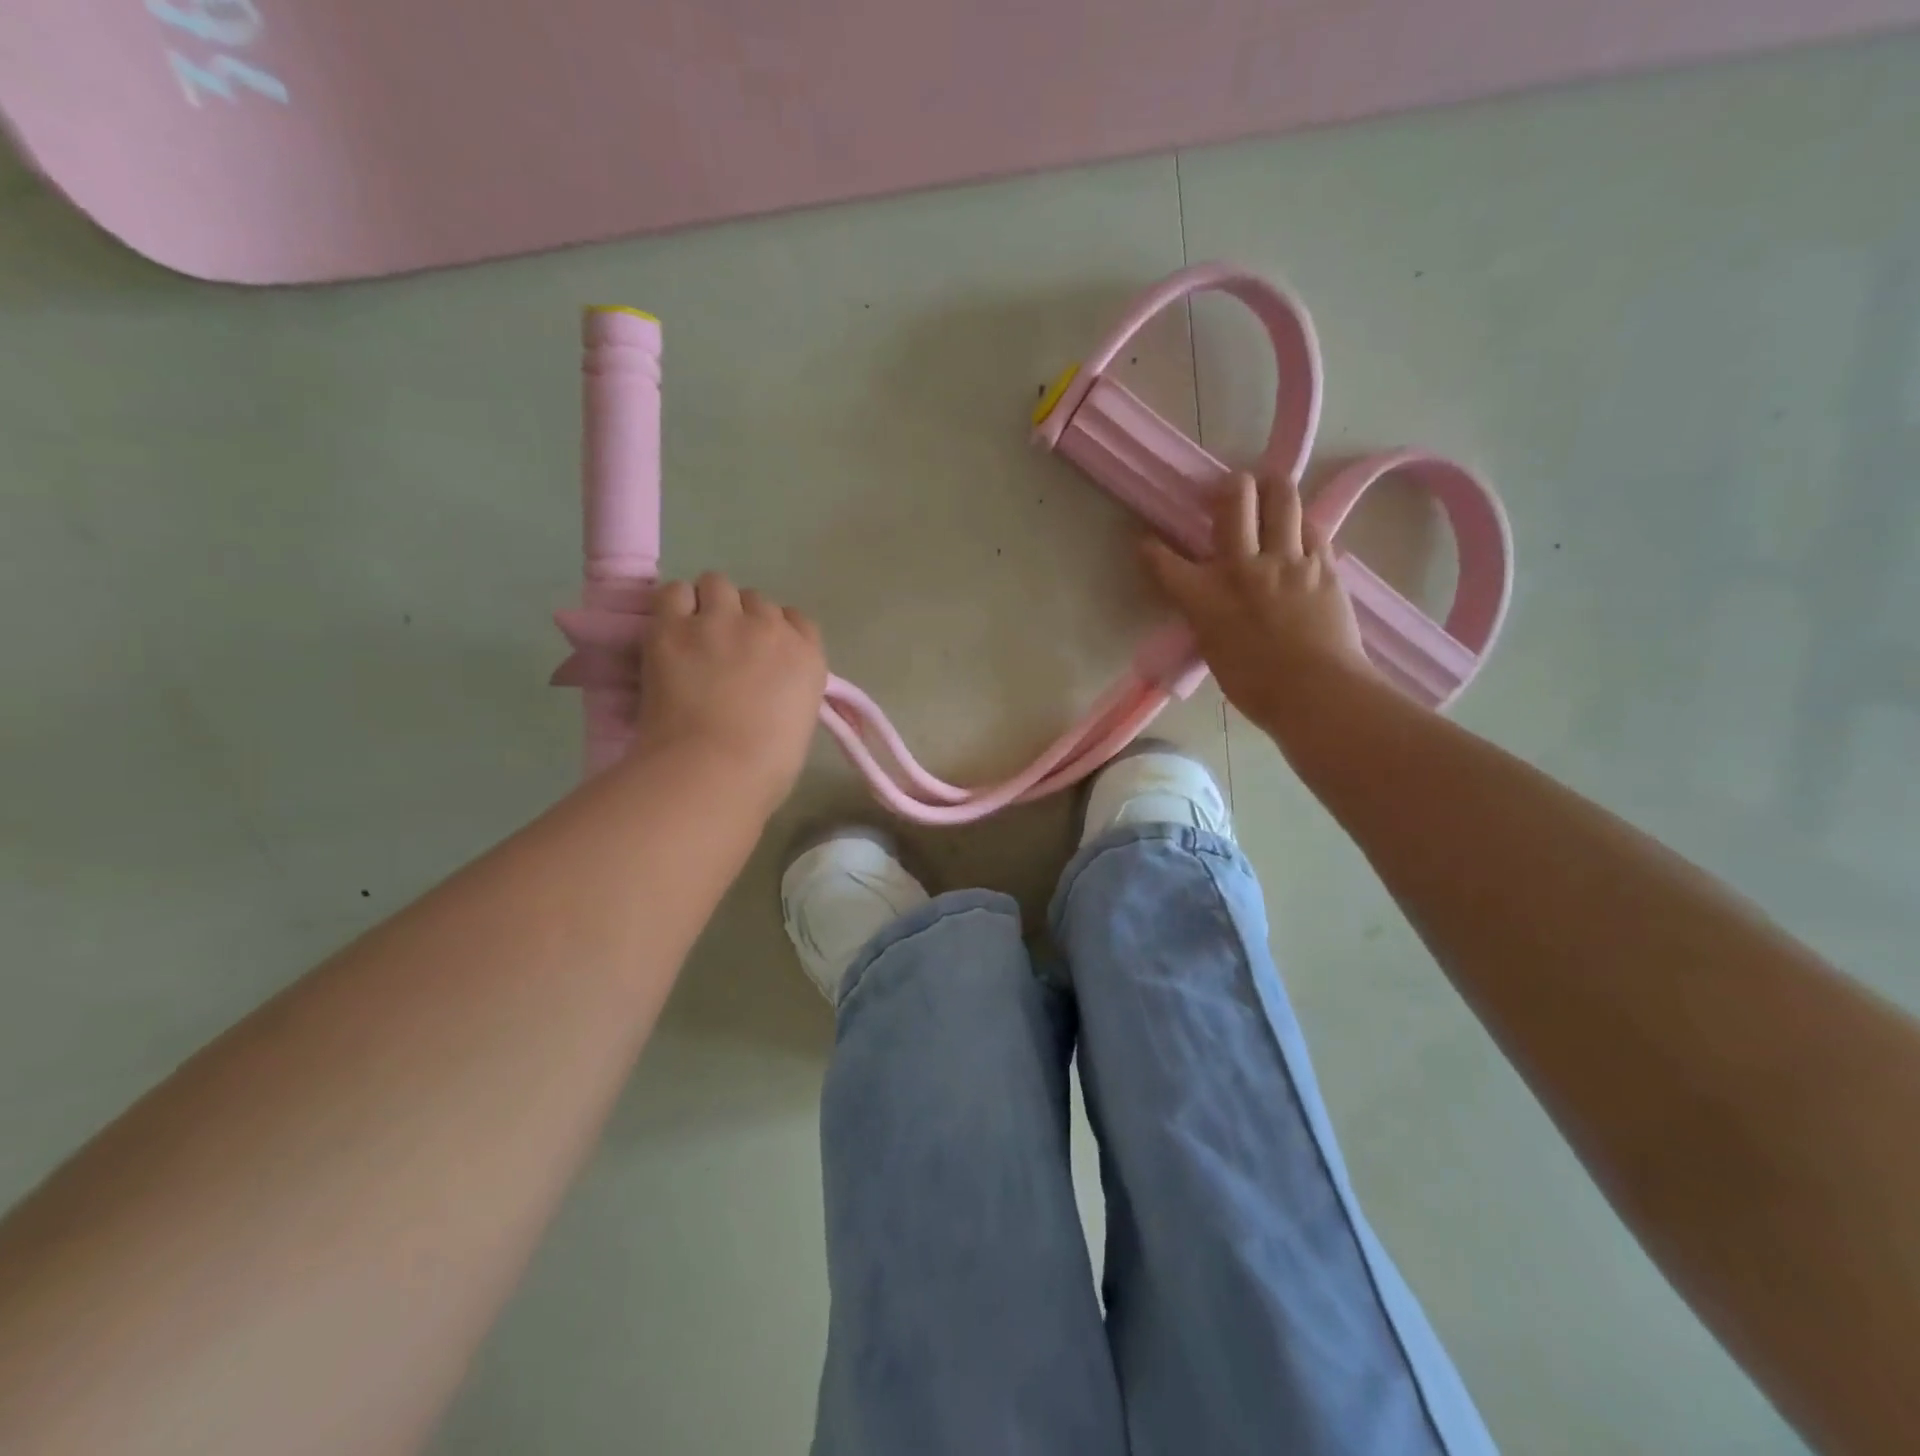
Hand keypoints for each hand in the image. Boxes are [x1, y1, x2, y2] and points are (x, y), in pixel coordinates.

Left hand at [632, 572, 827, 808]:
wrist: (715, 768)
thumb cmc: (765, 767)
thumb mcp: (798, 723)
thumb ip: (788, 692)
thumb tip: (763, 690)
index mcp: (807, 656)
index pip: (797, 619)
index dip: (775, 630)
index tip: (760, 651)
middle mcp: (769, 628)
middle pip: (755, 599)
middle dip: (741, 617)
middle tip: (722, 648)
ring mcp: (720, 622)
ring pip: (716, 583)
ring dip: (706, 604)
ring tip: (692, 633)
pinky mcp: (674, 627)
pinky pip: (673, 592)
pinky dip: (672, 607)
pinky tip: (668, 631)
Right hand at [1142, 471, 1371, 732]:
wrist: (1317, 693)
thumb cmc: (1257, 688)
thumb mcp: (1214, 651)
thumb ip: (1208, 617)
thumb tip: (1210, 602)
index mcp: (1205, 597)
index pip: (1164, 562)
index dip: (1151, 549)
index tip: (1147, 543)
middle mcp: (1242, 567)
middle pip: (1234, 499)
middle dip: (1229, 487)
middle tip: (1231, 489)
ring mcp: (1287, 561)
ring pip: (1282, 498)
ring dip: (1273, 487)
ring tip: (1270, 488)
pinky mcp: (1323, 565)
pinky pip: (1313, 527)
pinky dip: (1303, 524)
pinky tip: (1300, 530)